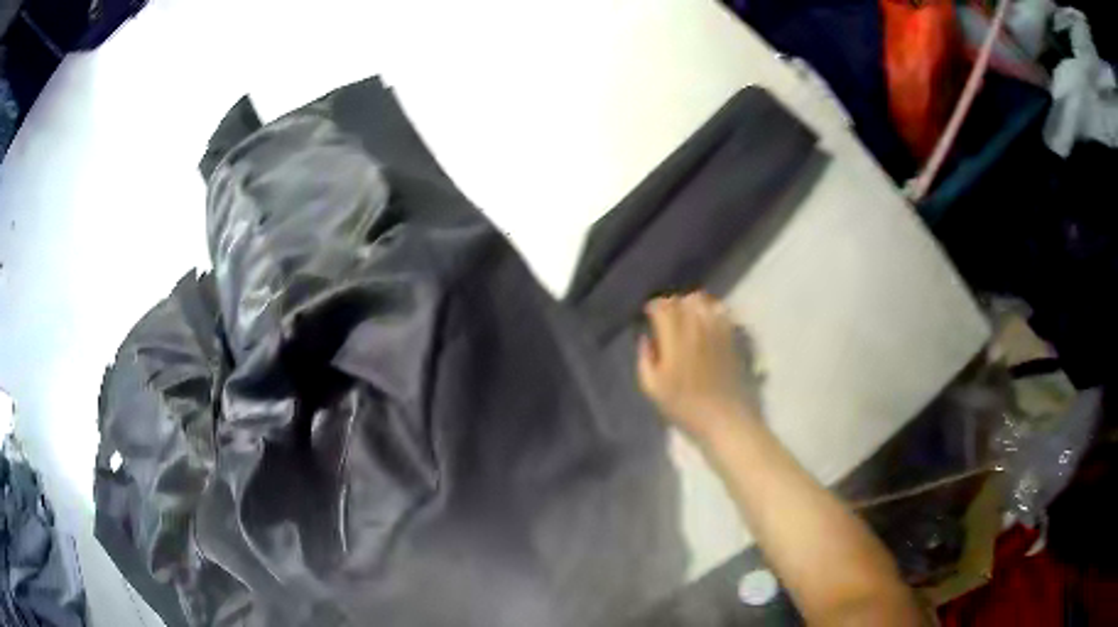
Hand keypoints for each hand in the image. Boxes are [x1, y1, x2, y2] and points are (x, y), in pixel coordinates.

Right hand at [637, 292, 760, 440]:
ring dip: (690, 305)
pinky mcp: (732, 335)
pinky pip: (720, 310)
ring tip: (686, 318)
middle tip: (665, 318)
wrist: (725, 418)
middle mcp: (696, 326)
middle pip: (681, 299)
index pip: (662, 306)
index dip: (653, 307)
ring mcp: (717, 329)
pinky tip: (706, 321)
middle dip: (670, 304)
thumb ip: (645, 359)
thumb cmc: (685, 408)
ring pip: (702, 300)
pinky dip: (710, 309)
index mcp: (674, 339)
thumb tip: (645, 338)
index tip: (648, 315)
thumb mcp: (654, 389)